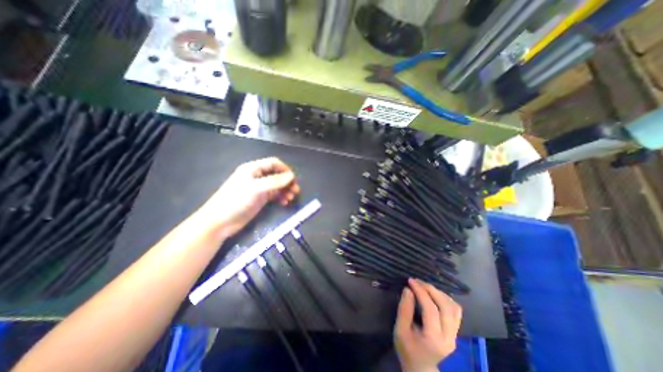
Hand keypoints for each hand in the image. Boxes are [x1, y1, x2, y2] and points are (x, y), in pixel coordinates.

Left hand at [196, 157, 300, 238]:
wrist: (220, 221)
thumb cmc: (236, 200)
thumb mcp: (256, 189)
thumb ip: (275, 182)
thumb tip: (291, 176)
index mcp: (253, 169)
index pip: (273, 163)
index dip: (284, 169)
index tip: (293, 179)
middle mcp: (257, 176)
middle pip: (277, 175)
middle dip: (287, 181)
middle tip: (296, 190)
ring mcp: (259, 188)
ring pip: (277, 185)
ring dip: (285, 190)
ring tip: (291, 198)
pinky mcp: (259, 199)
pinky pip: (274, 195)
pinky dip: (280, 197)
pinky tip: (284, 203)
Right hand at [392, 278, 461, 371]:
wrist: (420, 368)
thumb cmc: (407, 349)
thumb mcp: (400, 330)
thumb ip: (404, 310)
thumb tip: (408, 290)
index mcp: (433, 339)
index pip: (431, 309)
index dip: (421, 292)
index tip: (411, 281)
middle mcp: (449, 338)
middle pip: (445, 307)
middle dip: (431, 290)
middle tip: (418, 281)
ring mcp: (455, 336)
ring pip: (453, 307)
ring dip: (439, 293)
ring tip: (425, 286)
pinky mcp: (455, 332)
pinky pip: (455, 311)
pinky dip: (445, 299)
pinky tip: (434, 294)